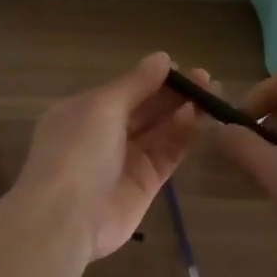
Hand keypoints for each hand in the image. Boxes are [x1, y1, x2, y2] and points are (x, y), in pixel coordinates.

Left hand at [12, 51, 203, 261]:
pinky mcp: (144, 184)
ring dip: (183, 112)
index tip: (184, 68)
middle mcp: (104, 135)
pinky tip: (198, 119)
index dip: (154, 78)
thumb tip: (162, 58)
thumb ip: (135, 83)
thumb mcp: (102, 107)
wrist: (66, 218)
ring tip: (211, 95)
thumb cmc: (77, 151)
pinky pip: (166, 155)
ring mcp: (124, 161)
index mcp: (84, 112)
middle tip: (207, 80)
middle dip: (174, 94)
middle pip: (145, 109)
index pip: (125, 90)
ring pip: (159, 131)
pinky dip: (181, 137)